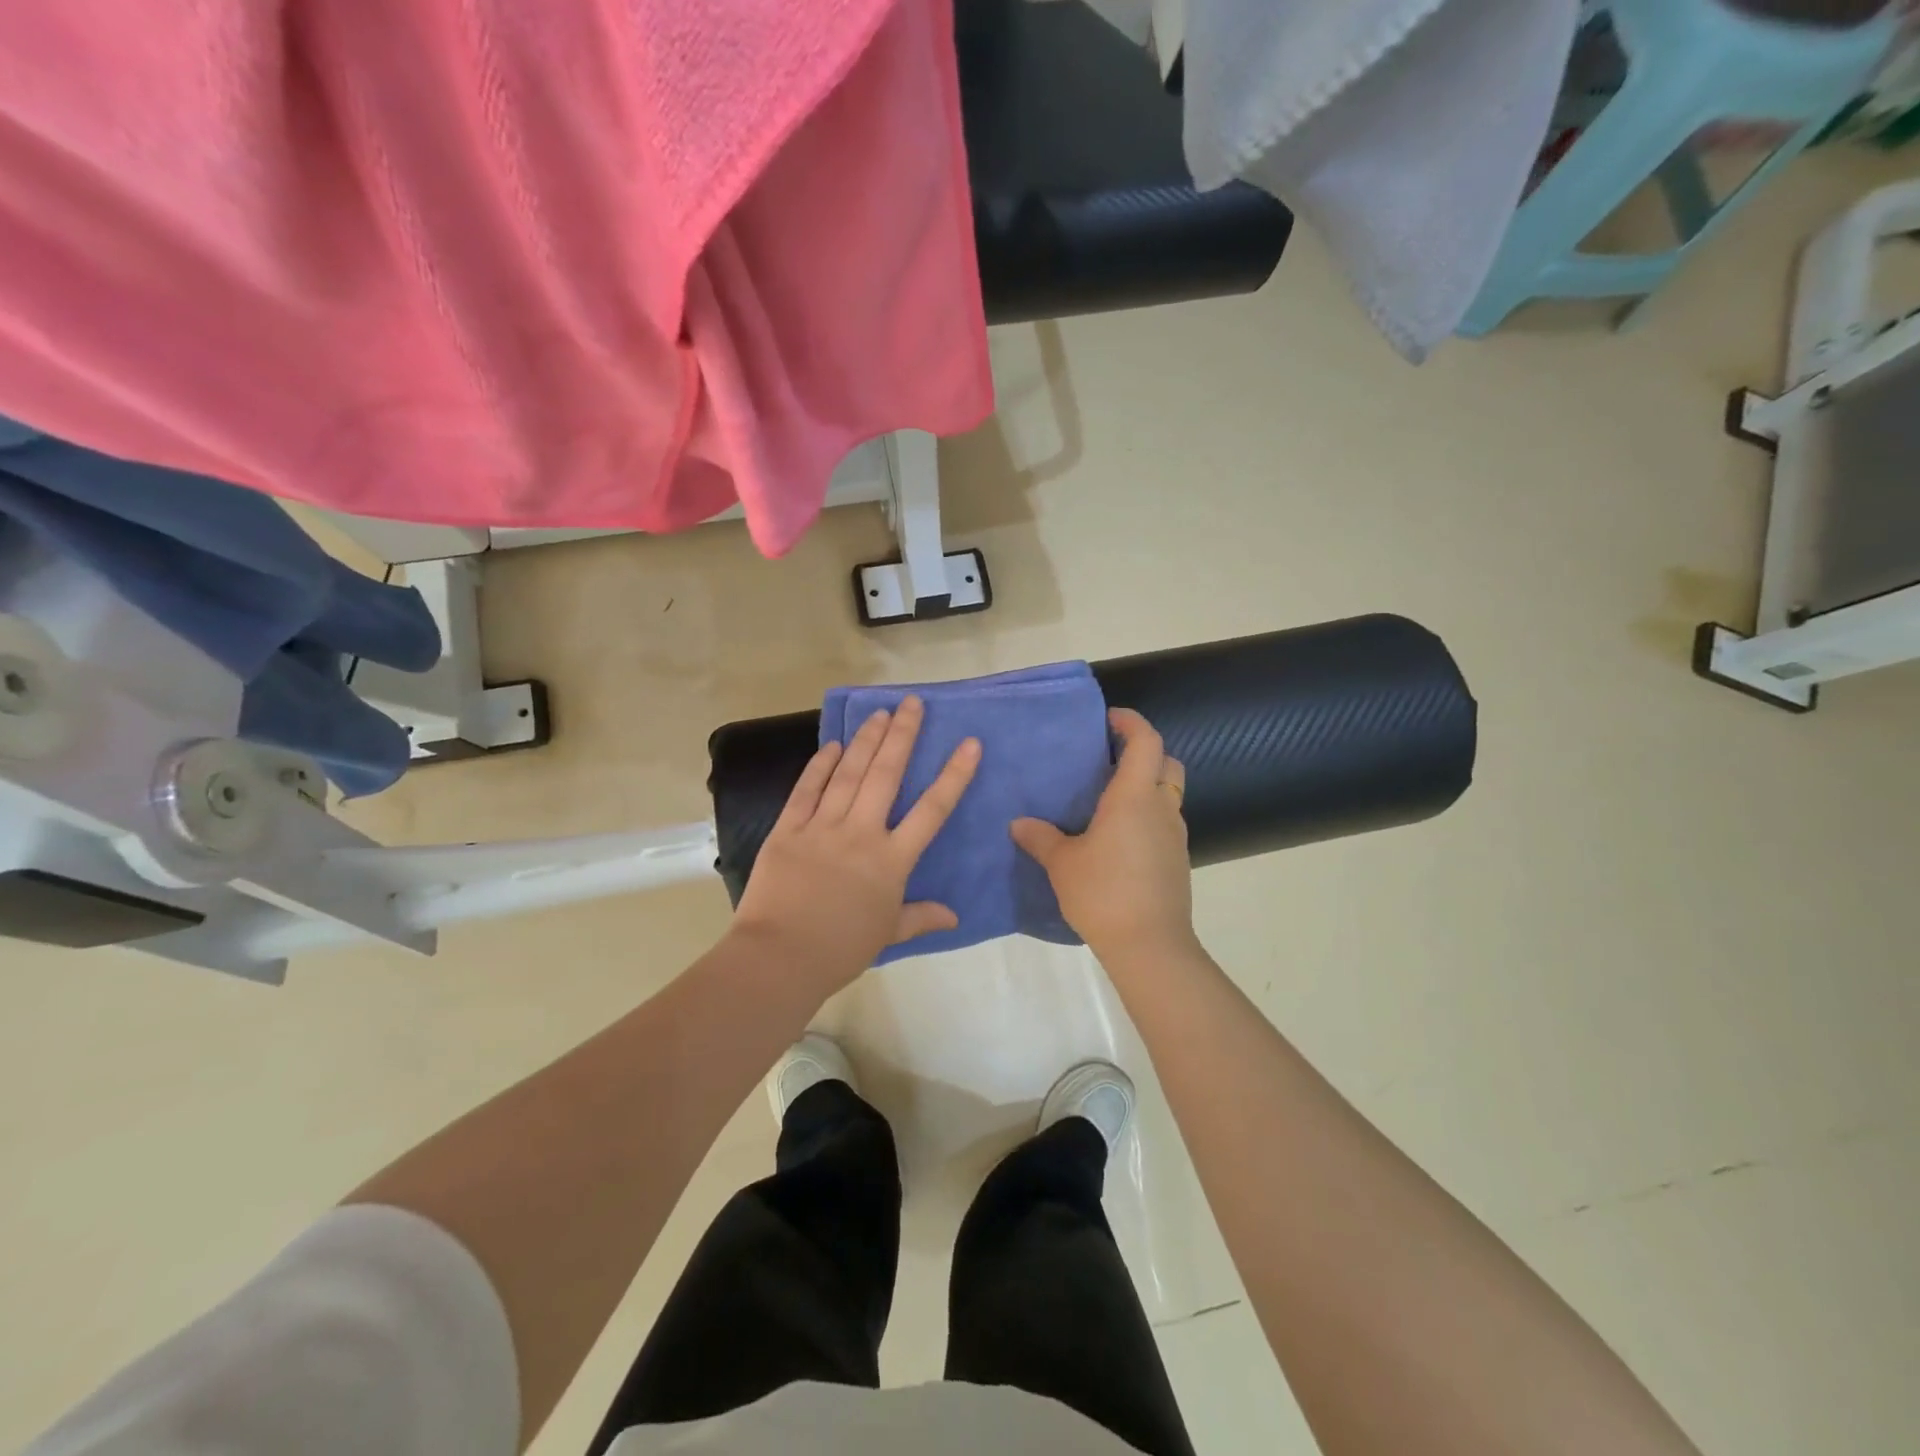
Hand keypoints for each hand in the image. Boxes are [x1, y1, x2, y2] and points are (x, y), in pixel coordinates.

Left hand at [733, 695, 979, 988]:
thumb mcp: (888, 933)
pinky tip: (833, 745)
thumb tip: (954, 916)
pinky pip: (806, 790)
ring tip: (878, 712)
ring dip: (865, 740)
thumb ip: (921, 917)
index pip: (931, 810)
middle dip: (902, 735)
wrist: (780, 957)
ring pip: (849, 774)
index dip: (953, 775)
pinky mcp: (787, 829)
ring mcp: (822, 827)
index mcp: (891, 860)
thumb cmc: (840, 949)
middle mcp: (861, 833)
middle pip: (886, 775)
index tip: (969, 743)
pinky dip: (820, 765)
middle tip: (911, 703)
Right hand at [1011, 708, 1195, 962]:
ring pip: (1168, 794)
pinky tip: (1118, 838)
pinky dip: (1147, 816)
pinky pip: (1165, 823)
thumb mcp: (1062, 863)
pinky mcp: (1177, 861)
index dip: (1131, 722)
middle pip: (1167, 762)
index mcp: (1134, 796)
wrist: (1150, 946)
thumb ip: (1040, 838)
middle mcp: (1161, 808)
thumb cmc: (1104, 893)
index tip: (1108, 719)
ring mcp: (1174, 836)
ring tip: (1109, 799)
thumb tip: (1019, 823)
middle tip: (1110, 758)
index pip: (1145, 741)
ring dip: (1147, 786)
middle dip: (1144, 751)